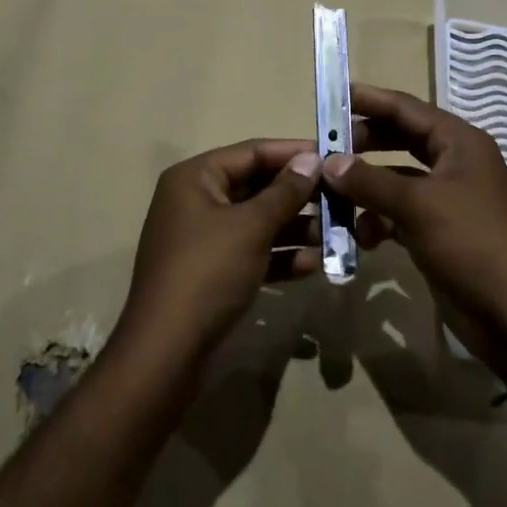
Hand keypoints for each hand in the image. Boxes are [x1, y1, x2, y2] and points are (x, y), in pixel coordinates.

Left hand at [116, 140, 324, 370]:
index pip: (251, 152)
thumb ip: (285, 191)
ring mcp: (202, 238)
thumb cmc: (208, 273)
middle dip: (297, 194)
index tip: (332, 155)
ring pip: (256, 221)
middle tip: (340, 197)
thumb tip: (312, 159)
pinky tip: (313, 265)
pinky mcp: (210, 273)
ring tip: (335, 234)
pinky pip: (250, 252)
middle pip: (255, 186)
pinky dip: (278, 256)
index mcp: (195, 178)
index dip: (292, 153)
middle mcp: (196, 200)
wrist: (166, 354)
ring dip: (294, 227)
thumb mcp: (251, 227)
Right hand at [327, 85, 506, 376]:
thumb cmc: (472, 244)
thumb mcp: (418, 206)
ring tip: (332, 194)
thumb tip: (328, 162)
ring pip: (397, 177)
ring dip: (367, 186)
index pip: (406, 108)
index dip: (368, 99)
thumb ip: (370, 181)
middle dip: (363, 143)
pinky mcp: (440, 230)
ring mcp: (448, 197)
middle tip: (325, 147)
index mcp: (459, 142)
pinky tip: (361, 236)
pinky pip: (401, 211)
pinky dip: (379, 219)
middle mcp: (454, 162)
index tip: (331, 94)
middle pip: (400, 138)